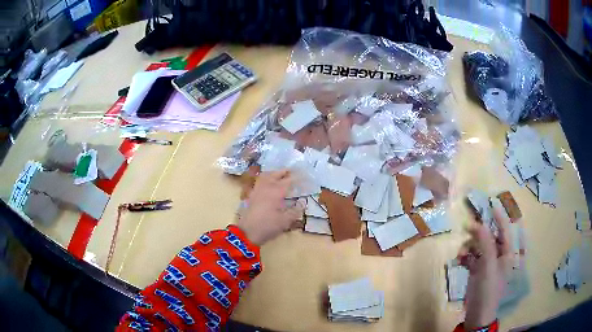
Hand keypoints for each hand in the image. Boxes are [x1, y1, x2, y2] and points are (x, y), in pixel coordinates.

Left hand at [237, 170, 303, 245]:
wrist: (247, 232)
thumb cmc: (268, 226)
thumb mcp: (285, 221)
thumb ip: (295, 211)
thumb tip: (302, 203)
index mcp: (276, 191)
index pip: (289, 181)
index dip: (297, 178)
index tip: (304, 176)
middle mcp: (266, 187)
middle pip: (276, 174)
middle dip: (284, 172)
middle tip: (292, 171)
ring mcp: (257, 190)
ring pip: (265, 176)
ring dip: (274, 173)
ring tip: (279, 175)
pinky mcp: (251, 195)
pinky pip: (259, 182)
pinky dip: (265, 179)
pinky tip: (268, 184)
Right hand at [458, 206, 509, 328]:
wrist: (478, 314)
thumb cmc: (488, 290)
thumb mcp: (488, 266)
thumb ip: (485, 244)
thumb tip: (479, 224)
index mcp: (506, 253)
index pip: (505, 231)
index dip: (499, 217)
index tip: (491, 204)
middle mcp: (498, 256)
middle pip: (489, 237)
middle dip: (478, 234)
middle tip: (466, 228)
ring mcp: (487, 264)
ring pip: (478, 247)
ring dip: (469, 247)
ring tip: (460, 253)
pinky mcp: (477, 271)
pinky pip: (471, 258)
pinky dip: (465, 257)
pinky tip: (458, 260)